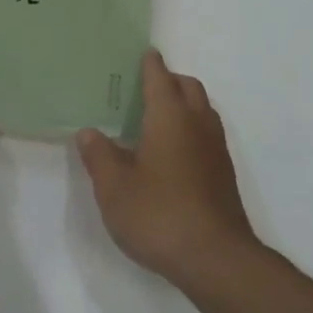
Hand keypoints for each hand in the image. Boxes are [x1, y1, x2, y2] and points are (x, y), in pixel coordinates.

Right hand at [76, 50, 256, 283]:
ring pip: (202, 110)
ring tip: (154, 119)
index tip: (141, 54)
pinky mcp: (223, 175)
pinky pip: (206, 135)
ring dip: (183, 104)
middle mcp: (197, 125)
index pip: (159, 78)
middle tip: (142, 88)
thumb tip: (89, 132)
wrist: (215, 259)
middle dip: (168, 80)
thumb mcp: (114, 187)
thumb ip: (99, 155)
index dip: (149, 64)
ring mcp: (215, 150)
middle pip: (188, 88)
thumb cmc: (158, 214)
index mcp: (170, 117)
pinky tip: (170, 154)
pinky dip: (190, 129)